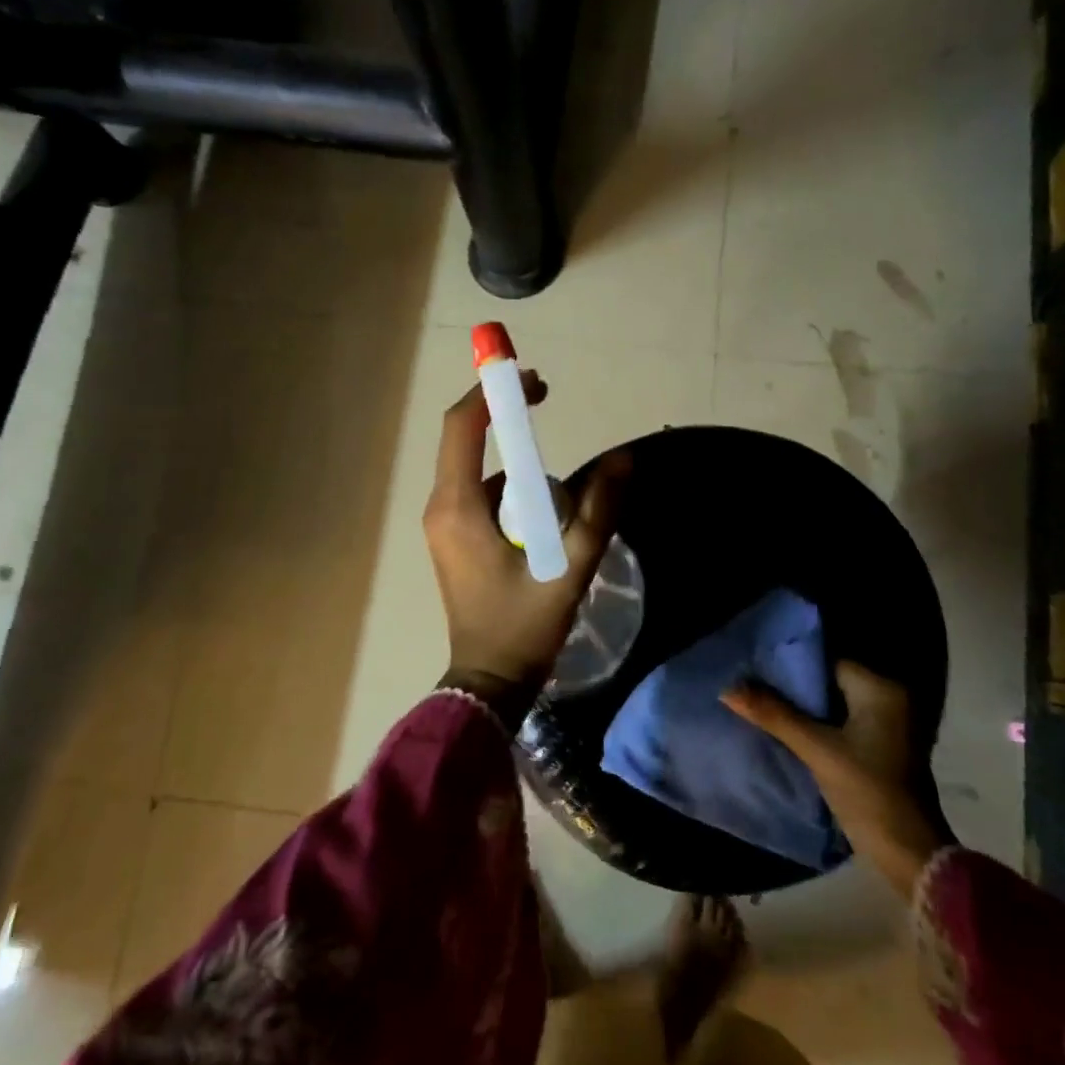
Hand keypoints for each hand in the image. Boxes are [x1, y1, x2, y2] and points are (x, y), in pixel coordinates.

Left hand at [424, 371, 630, 720]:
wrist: (488, 682)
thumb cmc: (524, 627)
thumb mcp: (569, 567)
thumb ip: (598, 511)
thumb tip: (623, 459)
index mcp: (457, 506)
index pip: (463, 426)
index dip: (495, 393)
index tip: (534, 382)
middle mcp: (441, 507)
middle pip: (464, 440)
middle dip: (505, 417)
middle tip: (547, 405)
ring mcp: (443, 525)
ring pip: (476, 470)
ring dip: (513, 461)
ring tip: (559, 490)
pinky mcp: (453, 539)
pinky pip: (479, 495)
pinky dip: (509, 489)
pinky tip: (543, 517)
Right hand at [723, 661, 941, 900]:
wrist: (910, 854)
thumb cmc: (868, 792)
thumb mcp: (817, 751)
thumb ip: (774, 715)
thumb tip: (728, 688)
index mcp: (881, 689)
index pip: (827, 661)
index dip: (791, 664)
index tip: (756, 667)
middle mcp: (890, 698)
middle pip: (830, 681)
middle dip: (795, 687)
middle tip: (753, 685)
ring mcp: (890, 724)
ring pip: (835, 703)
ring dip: (805, 707)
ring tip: (764, 704)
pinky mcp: (884, 746)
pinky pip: (844, 722)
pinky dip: (819, 723)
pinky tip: (789, 728)